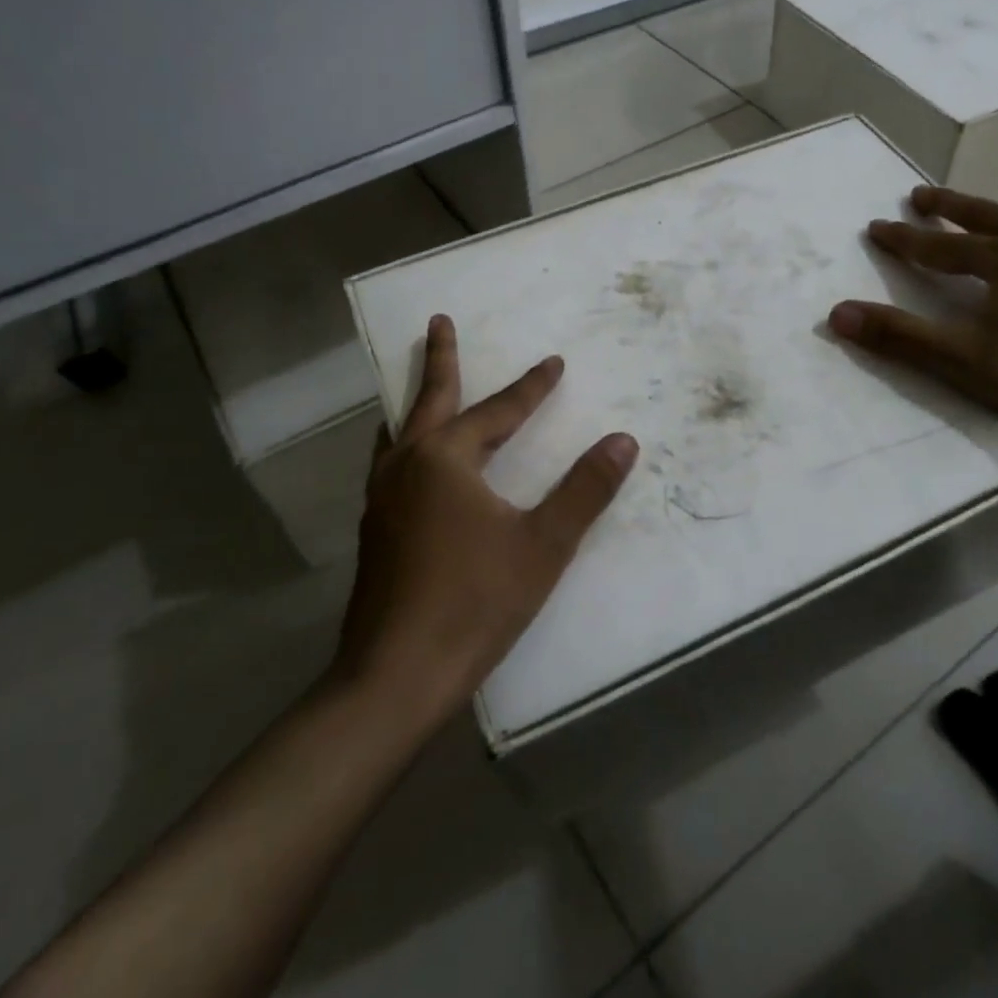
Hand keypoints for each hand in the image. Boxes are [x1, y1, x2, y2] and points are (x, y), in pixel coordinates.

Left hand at [337, 315, 638, 717]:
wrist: (395, 675)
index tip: (554, 362)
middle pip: (427, 400)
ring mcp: (381, 498)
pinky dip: (403, 442)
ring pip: (398, 432)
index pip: (498, 411)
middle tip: (439, 322)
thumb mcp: (543, 544)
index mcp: (444, 460)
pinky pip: (390, 463)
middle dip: (439, 359)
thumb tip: (623, 440)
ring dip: (413, 402)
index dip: (531, 387)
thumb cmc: (475, 603)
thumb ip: (585, 490)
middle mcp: (406, 466)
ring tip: (417, 387)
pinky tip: (409, 463)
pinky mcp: (374, 530)